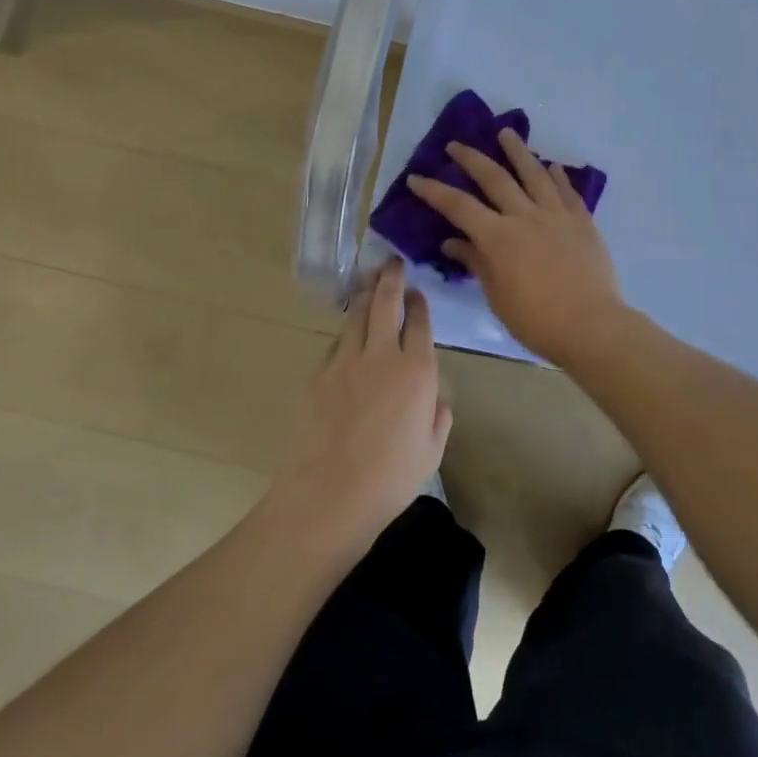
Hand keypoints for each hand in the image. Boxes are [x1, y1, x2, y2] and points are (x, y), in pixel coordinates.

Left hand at [277, 258, 451, 549]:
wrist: (330, 493)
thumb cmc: (391, 478)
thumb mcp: (432, 451)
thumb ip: (438, 417)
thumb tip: (435, 398)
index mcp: (417, 371)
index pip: (419, 322)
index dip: (419, 303)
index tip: (418, 292)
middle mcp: (382, 356)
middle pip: (385, 304)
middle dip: (391, 279)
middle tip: (392, 263)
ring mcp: (346, 362)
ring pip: (356, 316)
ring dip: (365, 296)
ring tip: (369, 282)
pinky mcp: (318, 374)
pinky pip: (336, 344)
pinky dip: (346, 333)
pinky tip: (348, 336)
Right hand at [406, 129, 627, 362]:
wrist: (591, 325)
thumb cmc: (536, 319)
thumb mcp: (497, 296)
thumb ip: (476, 262)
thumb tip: (452, 242)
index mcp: (498, 237)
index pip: (458, 206)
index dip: (434, 191)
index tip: (416, 177)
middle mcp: (525, 216)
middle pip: (494, 178)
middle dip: (471, 159)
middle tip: (456, 145)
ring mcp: (557, 215)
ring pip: (534, 174)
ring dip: (518, 151)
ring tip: (506, 132)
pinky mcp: (583, 222)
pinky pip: (568, 191)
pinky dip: (558, 176)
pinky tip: (553, 166)